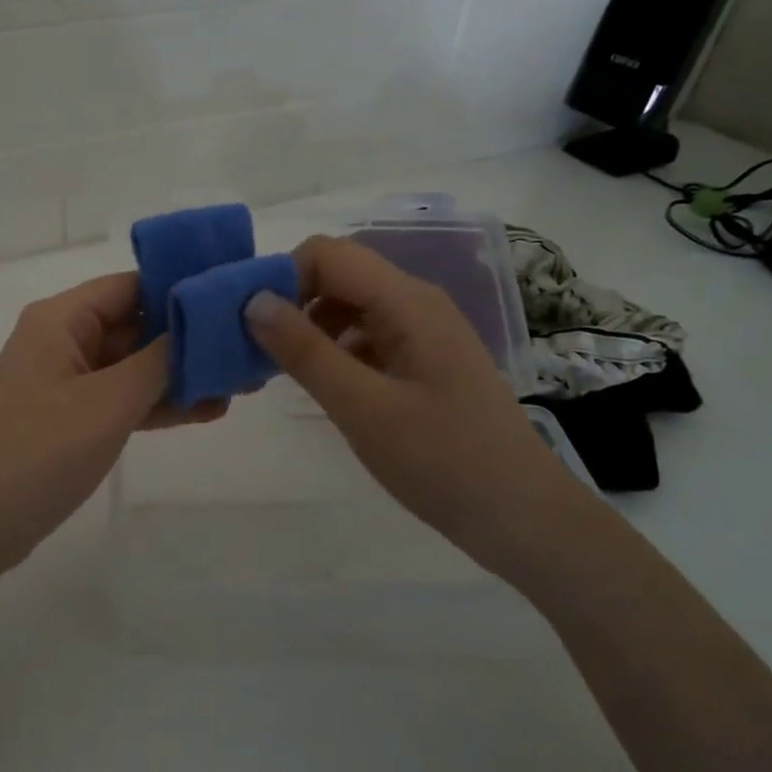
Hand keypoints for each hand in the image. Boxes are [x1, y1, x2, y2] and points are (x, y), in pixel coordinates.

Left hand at [0, 272, 225, 565]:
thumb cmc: (43, 451)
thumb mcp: (109, 402)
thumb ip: (159, 360)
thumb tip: (199, 326)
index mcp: (60, 319)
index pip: (130, 286)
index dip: (180, 289)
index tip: (232, 300)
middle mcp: (62, 340)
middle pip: (134, 325)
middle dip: (187, 339)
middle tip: (247, 347)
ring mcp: (66, 380)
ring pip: (132, 365)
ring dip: (179, 376)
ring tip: (239, 383)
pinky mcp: (72, 416)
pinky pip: (122, 398)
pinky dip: (157, 403)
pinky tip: (207, 410)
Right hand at [245, 235, 584, 571]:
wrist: (521, 517)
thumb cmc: (442, 462)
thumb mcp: (362, 408)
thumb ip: (305, 351)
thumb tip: (253, 301)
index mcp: (407, 302)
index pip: (328, 254)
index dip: (282, 277)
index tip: (250, 325)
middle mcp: (416, 303)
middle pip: (339, 275)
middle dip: (292, 302)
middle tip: (259, 351)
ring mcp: (424, 332)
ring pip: (350, 306)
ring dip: (310, 327)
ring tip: (282, 372)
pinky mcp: (424, 360)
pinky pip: (368, 335)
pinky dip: (335, 349)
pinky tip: (322, 385)